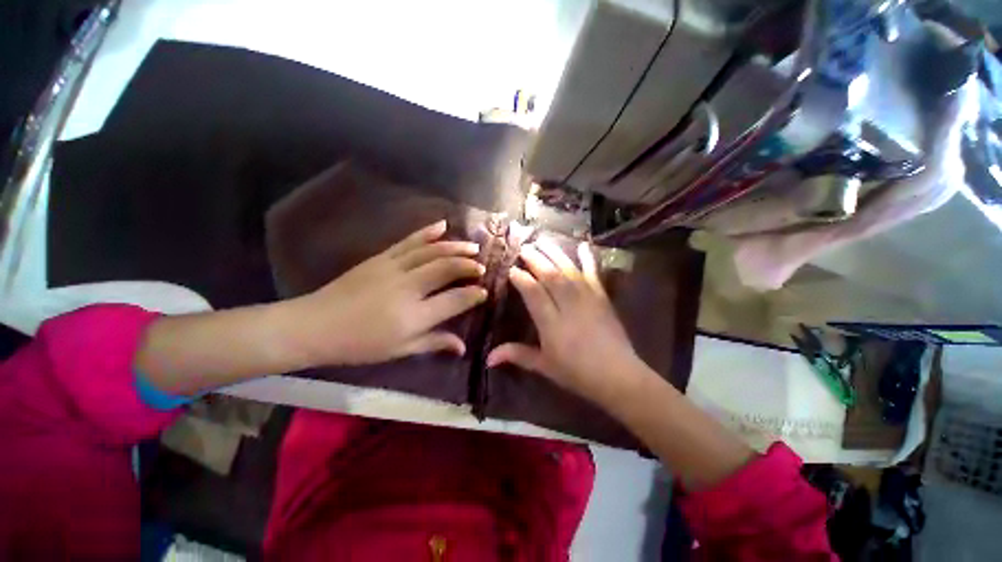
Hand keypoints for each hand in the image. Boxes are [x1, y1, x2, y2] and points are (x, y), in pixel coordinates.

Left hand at [289, 221, 486, 365]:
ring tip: (472, 246)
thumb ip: (434, 343)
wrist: (315, 325)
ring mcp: (394, 268)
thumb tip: (462, 347)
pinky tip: (442, 225)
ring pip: (431, 251)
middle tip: (482, 266)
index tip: (484, 292)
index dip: (473, 295)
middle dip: (468, 265)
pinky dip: (427, 232)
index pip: (454, 300)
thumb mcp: (400, 350)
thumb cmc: (360, 345)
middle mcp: (408, 288)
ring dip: (455, 247)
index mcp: (414, 316)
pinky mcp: (381, 257)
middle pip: (446, 269)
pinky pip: (409, 241)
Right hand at [486, 237, 647, 405]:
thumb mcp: (544, 366)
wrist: (618, 376)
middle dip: (535, 259)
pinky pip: (593, 273)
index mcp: (551, 323)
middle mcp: (568, 305)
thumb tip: (487, 358)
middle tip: (524, 247)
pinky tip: (583, 245)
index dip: (521, 278)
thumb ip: (517, 355)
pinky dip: (588, 259)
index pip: (533, 293)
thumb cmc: (577, 373)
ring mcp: (587, 299)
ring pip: (567, 270)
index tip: (512, 269)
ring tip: (542, 240)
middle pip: (549, 276)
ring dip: (554, 254)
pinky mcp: (602, 297)